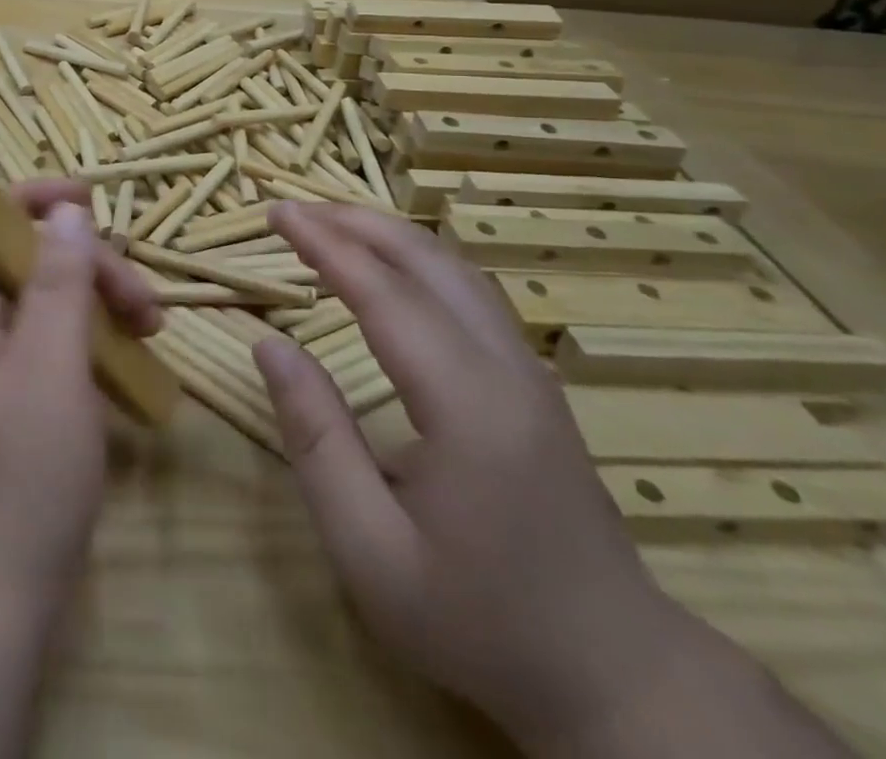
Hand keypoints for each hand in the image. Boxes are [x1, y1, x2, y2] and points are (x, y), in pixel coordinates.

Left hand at [0, 182, 159, 621]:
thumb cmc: (14, 477)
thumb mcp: (48, 366)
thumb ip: (59, 281)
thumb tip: (67, 210)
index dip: (29, 201)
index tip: (89, 200)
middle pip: (21, 264)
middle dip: (84, 266)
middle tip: (143, 303)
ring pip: (41, 309)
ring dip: (94, 307)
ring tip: (150, 331)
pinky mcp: (6, 411)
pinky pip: (47, 354)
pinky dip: (88, 350)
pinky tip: (129, 372)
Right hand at [253, 204, 694, 750]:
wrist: (614, 675)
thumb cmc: (479, 620)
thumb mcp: (371, 550)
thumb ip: (316, 439)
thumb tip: (271, 346)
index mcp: (467, 404)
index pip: (384, 292)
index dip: (324, 244)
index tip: (276, 213)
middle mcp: (505, 366)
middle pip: (427, 259)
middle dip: (354, 222)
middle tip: (292, 210)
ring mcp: (529, 369)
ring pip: (455, 267)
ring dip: (386, 233)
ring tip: (328, 225)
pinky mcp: (533, 381)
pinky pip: (469, 291)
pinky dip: (416, 258)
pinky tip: (387, 268)